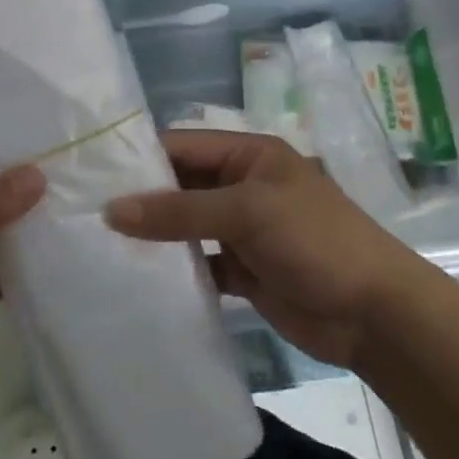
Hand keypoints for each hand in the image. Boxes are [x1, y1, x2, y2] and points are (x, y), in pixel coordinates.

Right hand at [105, 130, 418, 369]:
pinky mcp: (243, 270)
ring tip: (99, 245)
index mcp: (249, 155)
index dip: (141, 158)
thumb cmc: (314, 240)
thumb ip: (179, 211)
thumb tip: (111, 210)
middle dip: (142, 199)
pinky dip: (175, 269)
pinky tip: (139, 278)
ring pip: (187, 225)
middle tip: (85, 213)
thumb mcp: (246, 213)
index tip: (91, 173)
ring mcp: (243, 230)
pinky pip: (199, 263)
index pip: (184, 146)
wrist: (373, 312)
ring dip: (154, 235)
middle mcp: (243, 185)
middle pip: (182, 185)